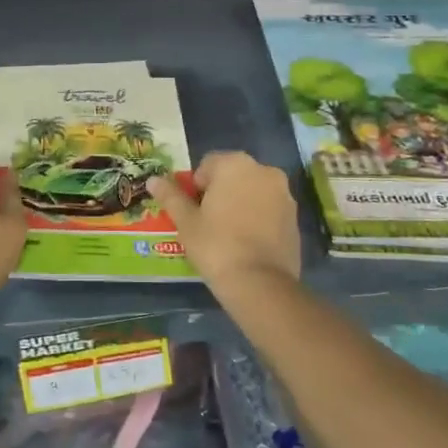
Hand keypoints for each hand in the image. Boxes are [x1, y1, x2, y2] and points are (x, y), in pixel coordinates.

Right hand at [148, 151, 301, 295]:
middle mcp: (264, 170)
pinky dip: (258, 218)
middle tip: (207, 221)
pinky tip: (247, 243)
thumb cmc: (216, 244)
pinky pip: (269, 209)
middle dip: (220, 192)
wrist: (259, 283)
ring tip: (228, 233)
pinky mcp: (295, 217)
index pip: (208, 164)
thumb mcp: (186, 221)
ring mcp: (284, 194)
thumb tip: (152, 180)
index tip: (193, 209)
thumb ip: (170, 196)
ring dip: (240, 203)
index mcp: (235, 164)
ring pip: (253, 191)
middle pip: (233, 175)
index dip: (196, 185)